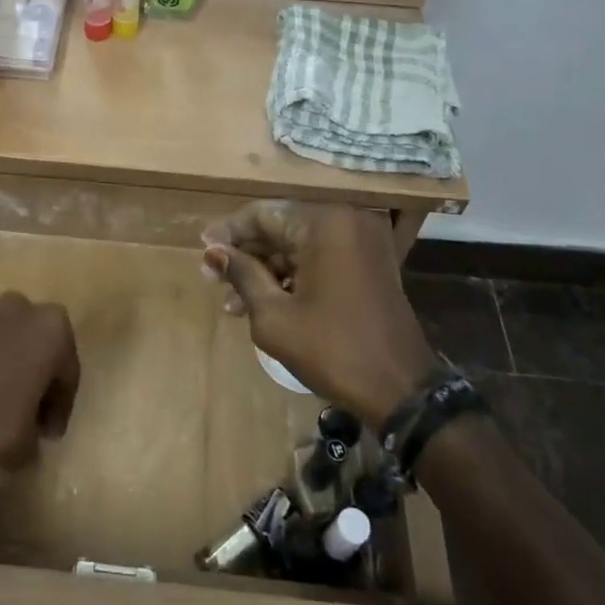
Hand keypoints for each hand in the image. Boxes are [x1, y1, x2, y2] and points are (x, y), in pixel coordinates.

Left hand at [0, 291, 79, 475]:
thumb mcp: (25, 446)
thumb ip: (34, 436)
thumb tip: (28, 441)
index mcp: (52, 329)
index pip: (67, 370)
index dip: (60, 406)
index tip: (49, 434)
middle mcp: (20, 308)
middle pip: (35, 344)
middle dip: (34, 375)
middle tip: (26, 413)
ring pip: (2, 338)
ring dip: (2, 363)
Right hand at [203, 202, 434, 427]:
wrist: (402, 390)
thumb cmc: (332, 350)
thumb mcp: (275, 316)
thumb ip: (242, 274)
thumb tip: (212, 250)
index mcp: (323, 224)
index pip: (263, 214)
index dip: (228, 232)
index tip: (202, 250)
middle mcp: (344, 221)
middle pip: (280, 228)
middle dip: (245, 255)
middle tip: (213, 279)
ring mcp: (360, 242)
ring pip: (298, 246)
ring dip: (265, 270)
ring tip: (232, 302)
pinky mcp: (368, 264)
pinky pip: (319, 258)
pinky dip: (292, 276)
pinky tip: (263, 302)